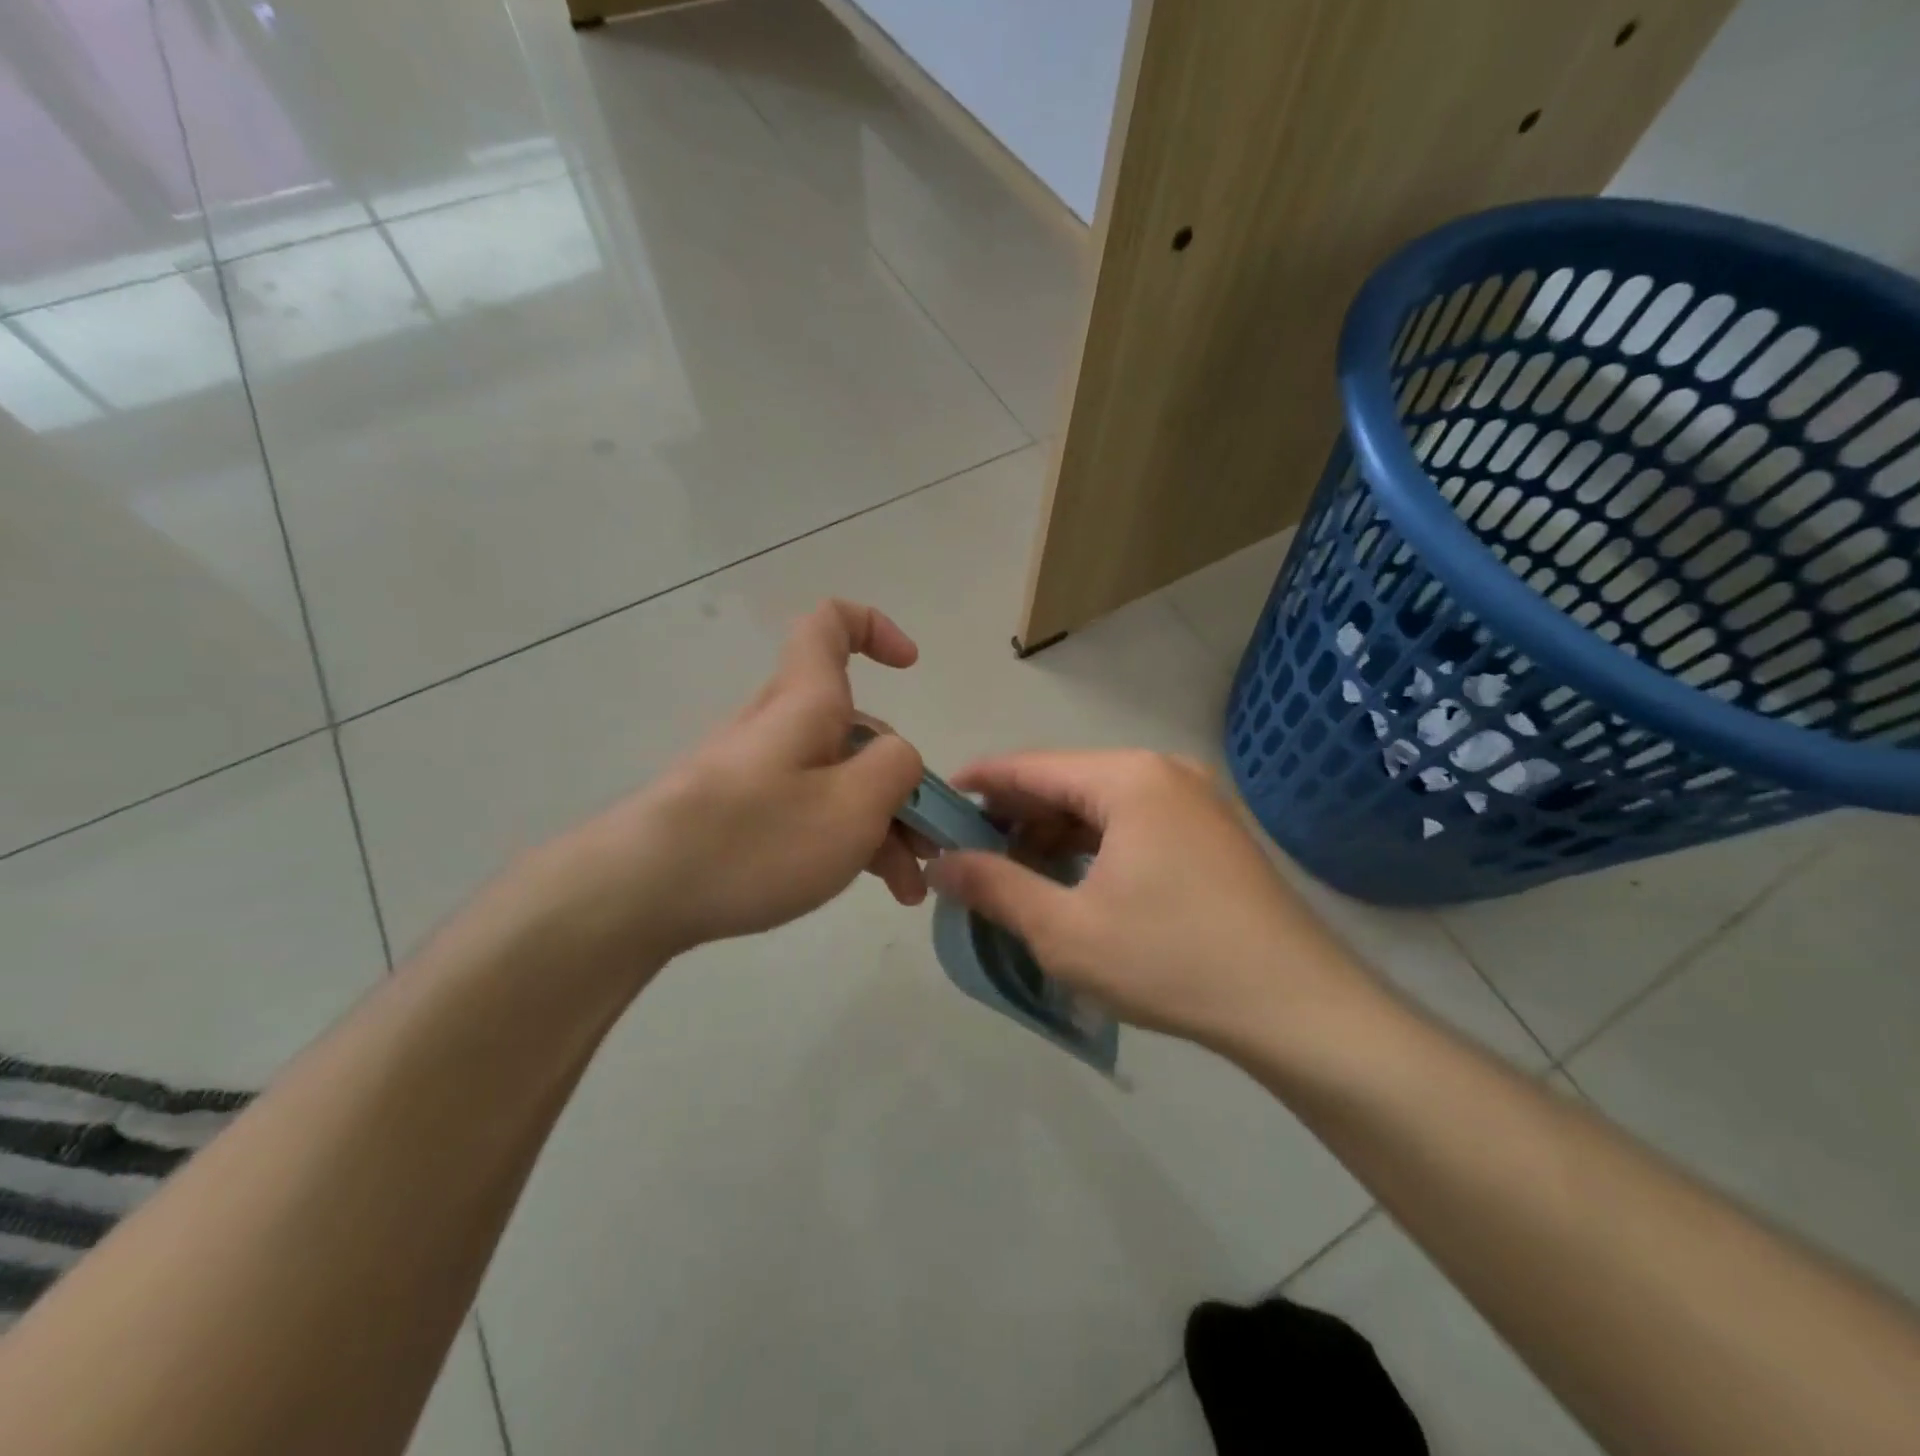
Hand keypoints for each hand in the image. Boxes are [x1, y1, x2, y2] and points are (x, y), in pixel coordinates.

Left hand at [548, 601, 927, 964]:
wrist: (637, 893)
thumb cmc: (756, 838)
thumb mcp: (853, 804)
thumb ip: (896, 767)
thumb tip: (896, 757)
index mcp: (806, 701)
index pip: (830, 624)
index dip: (874, 628)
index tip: (910, 667)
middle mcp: (781, 726)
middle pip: (854, 728)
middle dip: (901, 781)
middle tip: (927, 845)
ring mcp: (758, 772)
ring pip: (836, 779)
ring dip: (881, 825)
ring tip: (906, 889)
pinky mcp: (741, 812)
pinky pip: (808, 809)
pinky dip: (844, 839)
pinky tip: (867, 886)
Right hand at [926, 751, 1367, 1048]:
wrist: (1297, 1007)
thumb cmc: (1171, 959)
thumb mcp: (1065, 929)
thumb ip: (995, 887)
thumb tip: (940, 864)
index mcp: (1128, 778)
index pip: (1031, 766)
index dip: (979, 783)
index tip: (937, 803)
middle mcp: (1164, 772)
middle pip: (1066, 783)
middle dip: (1015, 818)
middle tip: (971, 855)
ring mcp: (1195, 801)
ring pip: (1101, 806)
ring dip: (1054, 835)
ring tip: (1016, 875)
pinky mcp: (1211, 834)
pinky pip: (1133, 825)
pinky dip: (1094, 847)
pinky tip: (1073, 882)